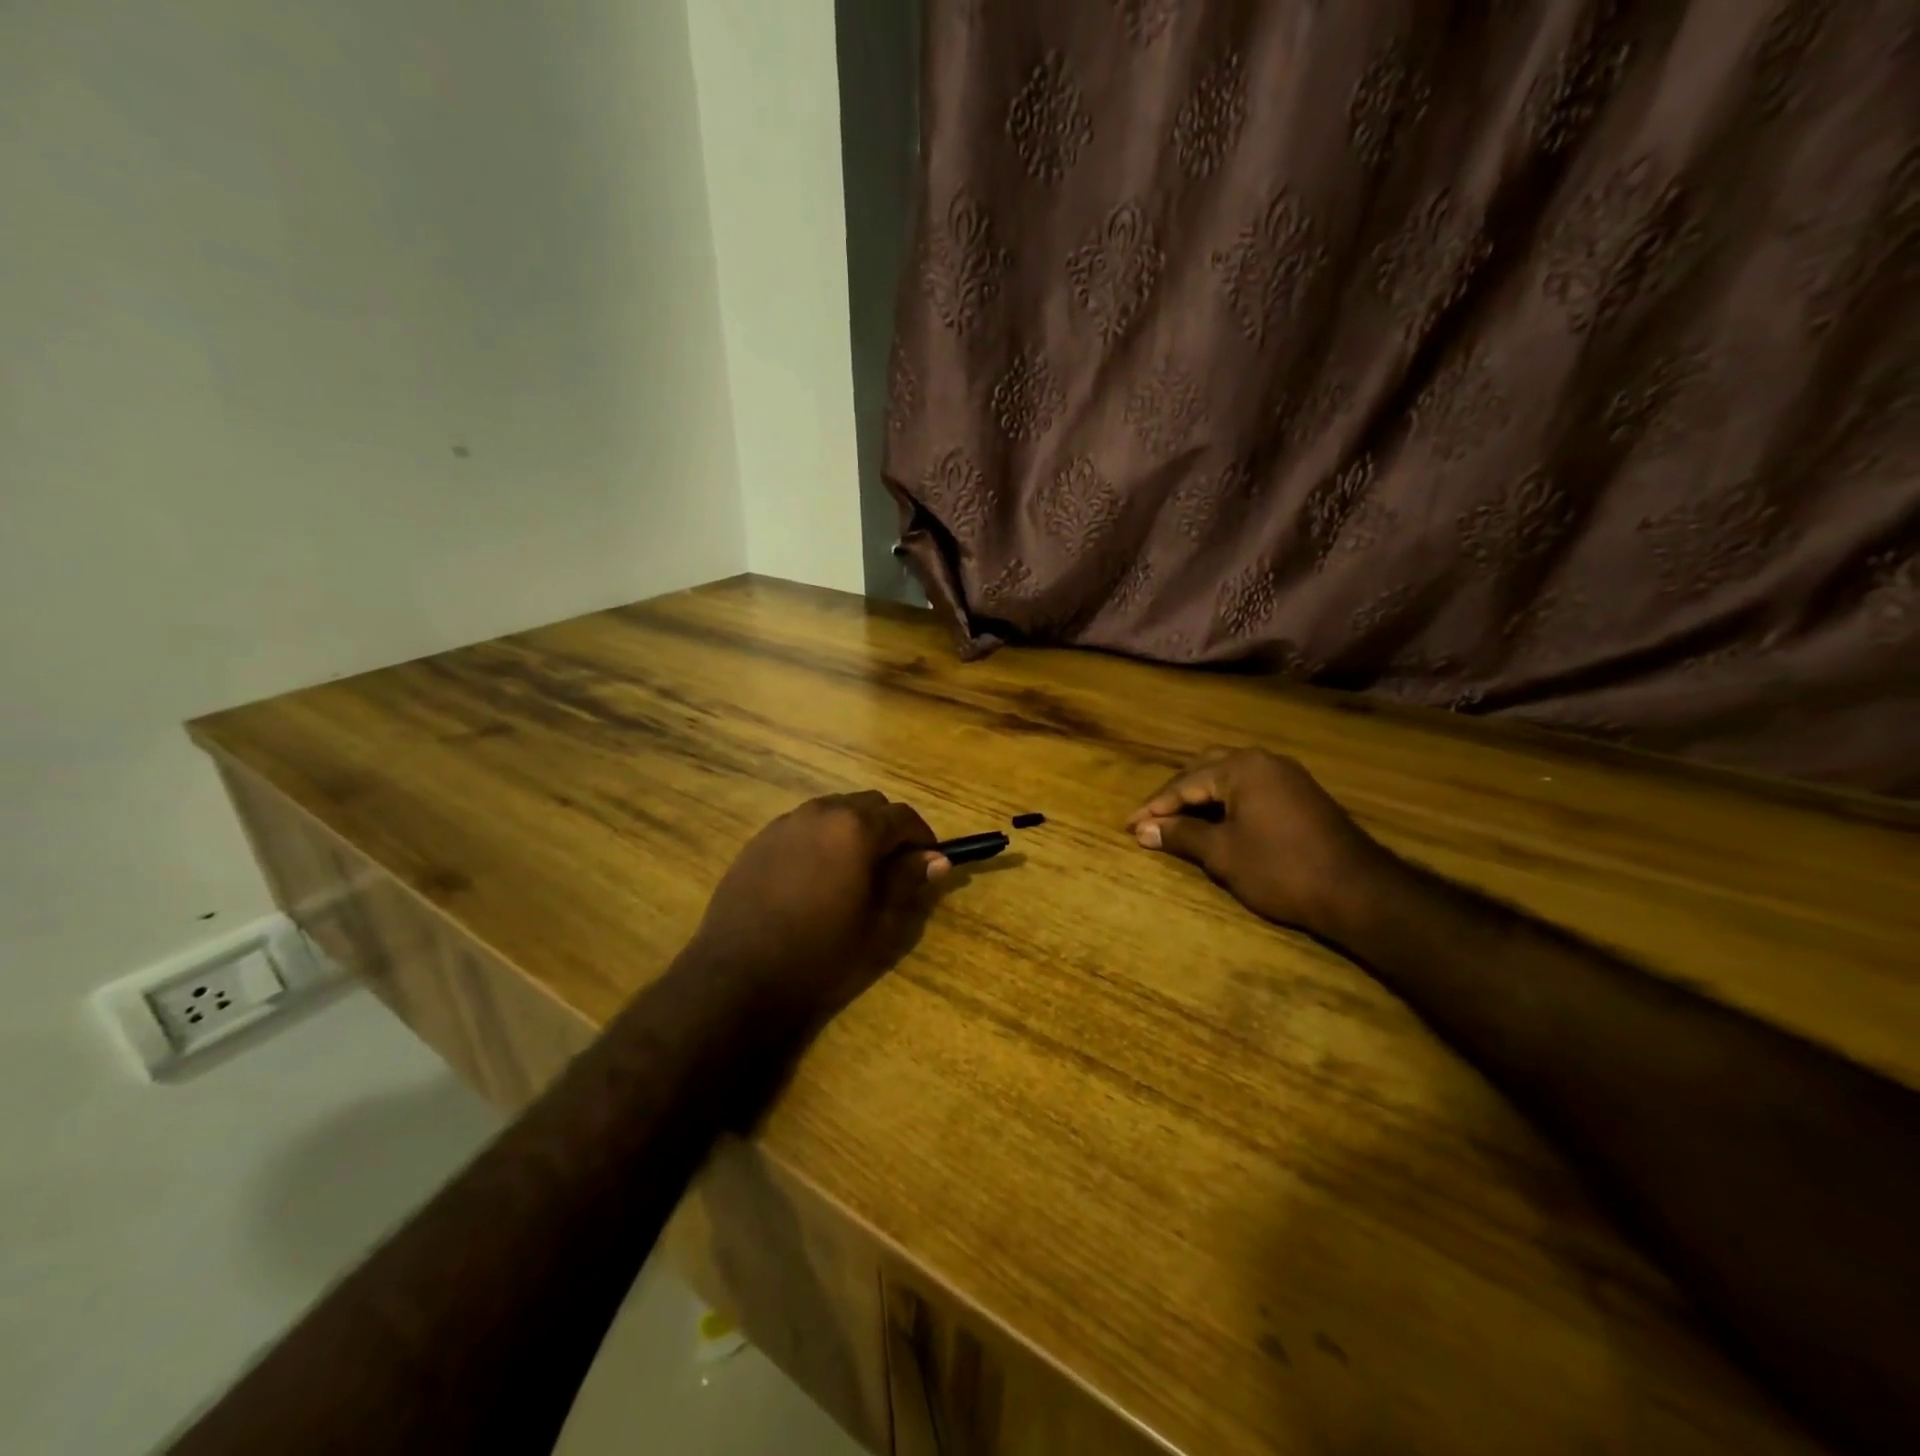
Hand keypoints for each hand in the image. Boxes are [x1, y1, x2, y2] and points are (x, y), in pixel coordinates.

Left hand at [688, 791, 949, 1026]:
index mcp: (856, 828)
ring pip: (833, 811)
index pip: (903, 816)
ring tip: (854, 872)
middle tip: (893, 868)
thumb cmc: (822, 953)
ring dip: (853, 830)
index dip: (922, 837)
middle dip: (887, 829)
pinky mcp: (760, 840)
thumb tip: (937, 860)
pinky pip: (803, 827)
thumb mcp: (879, 924)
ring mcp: (786, 823)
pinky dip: (821, 839)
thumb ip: (909, 882)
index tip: (928, 863)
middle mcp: (821, 812)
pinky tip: (815, 877)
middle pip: (868, 805)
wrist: (740, 977)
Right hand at [1126, 749, 1387, 936]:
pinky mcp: (1300, 793)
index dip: (1153, 807)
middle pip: (1205, 769)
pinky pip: (1250, 786)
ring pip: (1229, 776)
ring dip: (1201, 795)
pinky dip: (1226, 800)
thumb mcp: (1222, 853)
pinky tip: (1217, 820)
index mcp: (1241, 767)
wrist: (1358, 891)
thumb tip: (1143, 829)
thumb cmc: (1280, 869)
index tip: (1127, 826)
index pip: (1184, 783)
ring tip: (1177, 819)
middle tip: (1151, 819)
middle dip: (1175, 794)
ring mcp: (1286, 775)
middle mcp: (1263, 760)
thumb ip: (1180, 835)